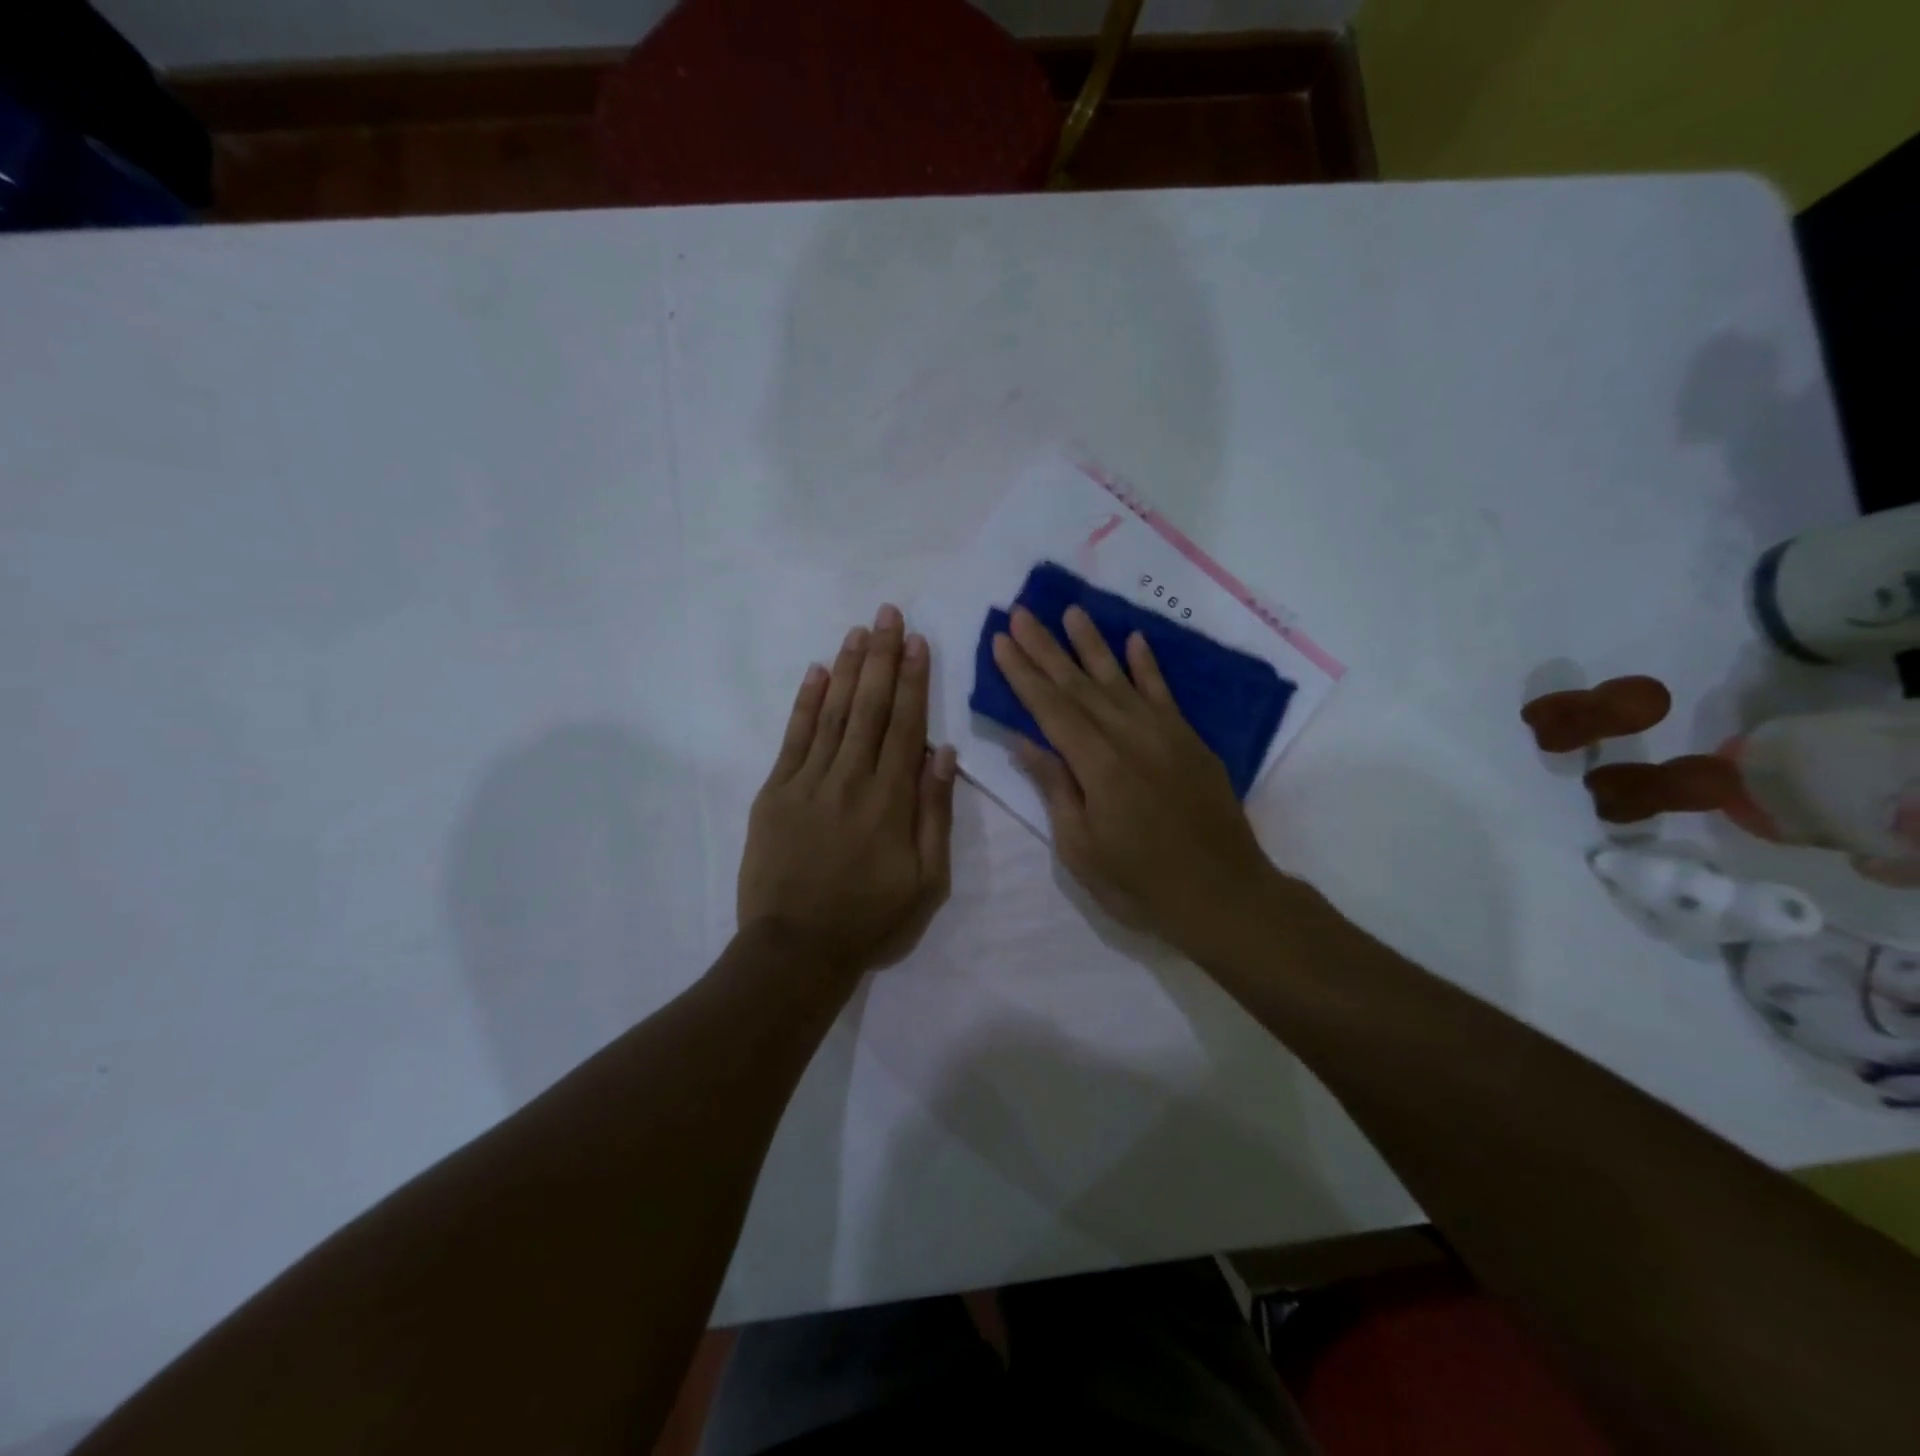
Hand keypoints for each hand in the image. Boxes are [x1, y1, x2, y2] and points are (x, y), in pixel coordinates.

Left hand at [738, 604, 957, 977]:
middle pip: (870, 707)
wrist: (796, 950)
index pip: (906, 725)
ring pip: (833, 713)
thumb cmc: (870, 919)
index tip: (918, 641)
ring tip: (859, 631)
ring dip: (848, 669)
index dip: (914, 680)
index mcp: (891, 800)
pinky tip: (817, 673)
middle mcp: (851, 779)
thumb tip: (942, 753)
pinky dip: (806, 703)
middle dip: (882, 657)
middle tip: (889, 614)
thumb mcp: (927, 880)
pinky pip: (793, 738)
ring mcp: (808, 782)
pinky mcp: (775, 793)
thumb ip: (935, 813)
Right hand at [991, 605, 1274, 954]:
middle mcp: (1129, 737)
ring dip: (1092, 644)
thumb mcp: (1082, 848)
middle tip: (1021, 613)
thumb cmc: (1141, 883)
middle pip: (1079, 685)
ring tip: (1071, 611)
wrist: (1224, 895)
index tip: (1001, 641)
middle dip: (1046, 648)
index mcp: (1098, 765)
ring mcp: (1164, 734)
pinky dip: (1148, 666)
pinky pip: (1164, 693)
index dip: (1023, 674)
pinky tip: (1134, 640)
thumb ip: (1056, 788)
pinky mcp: (1189, 741)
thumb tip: (1026, 741)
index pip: (1050, 708)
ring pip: (1119, 679)